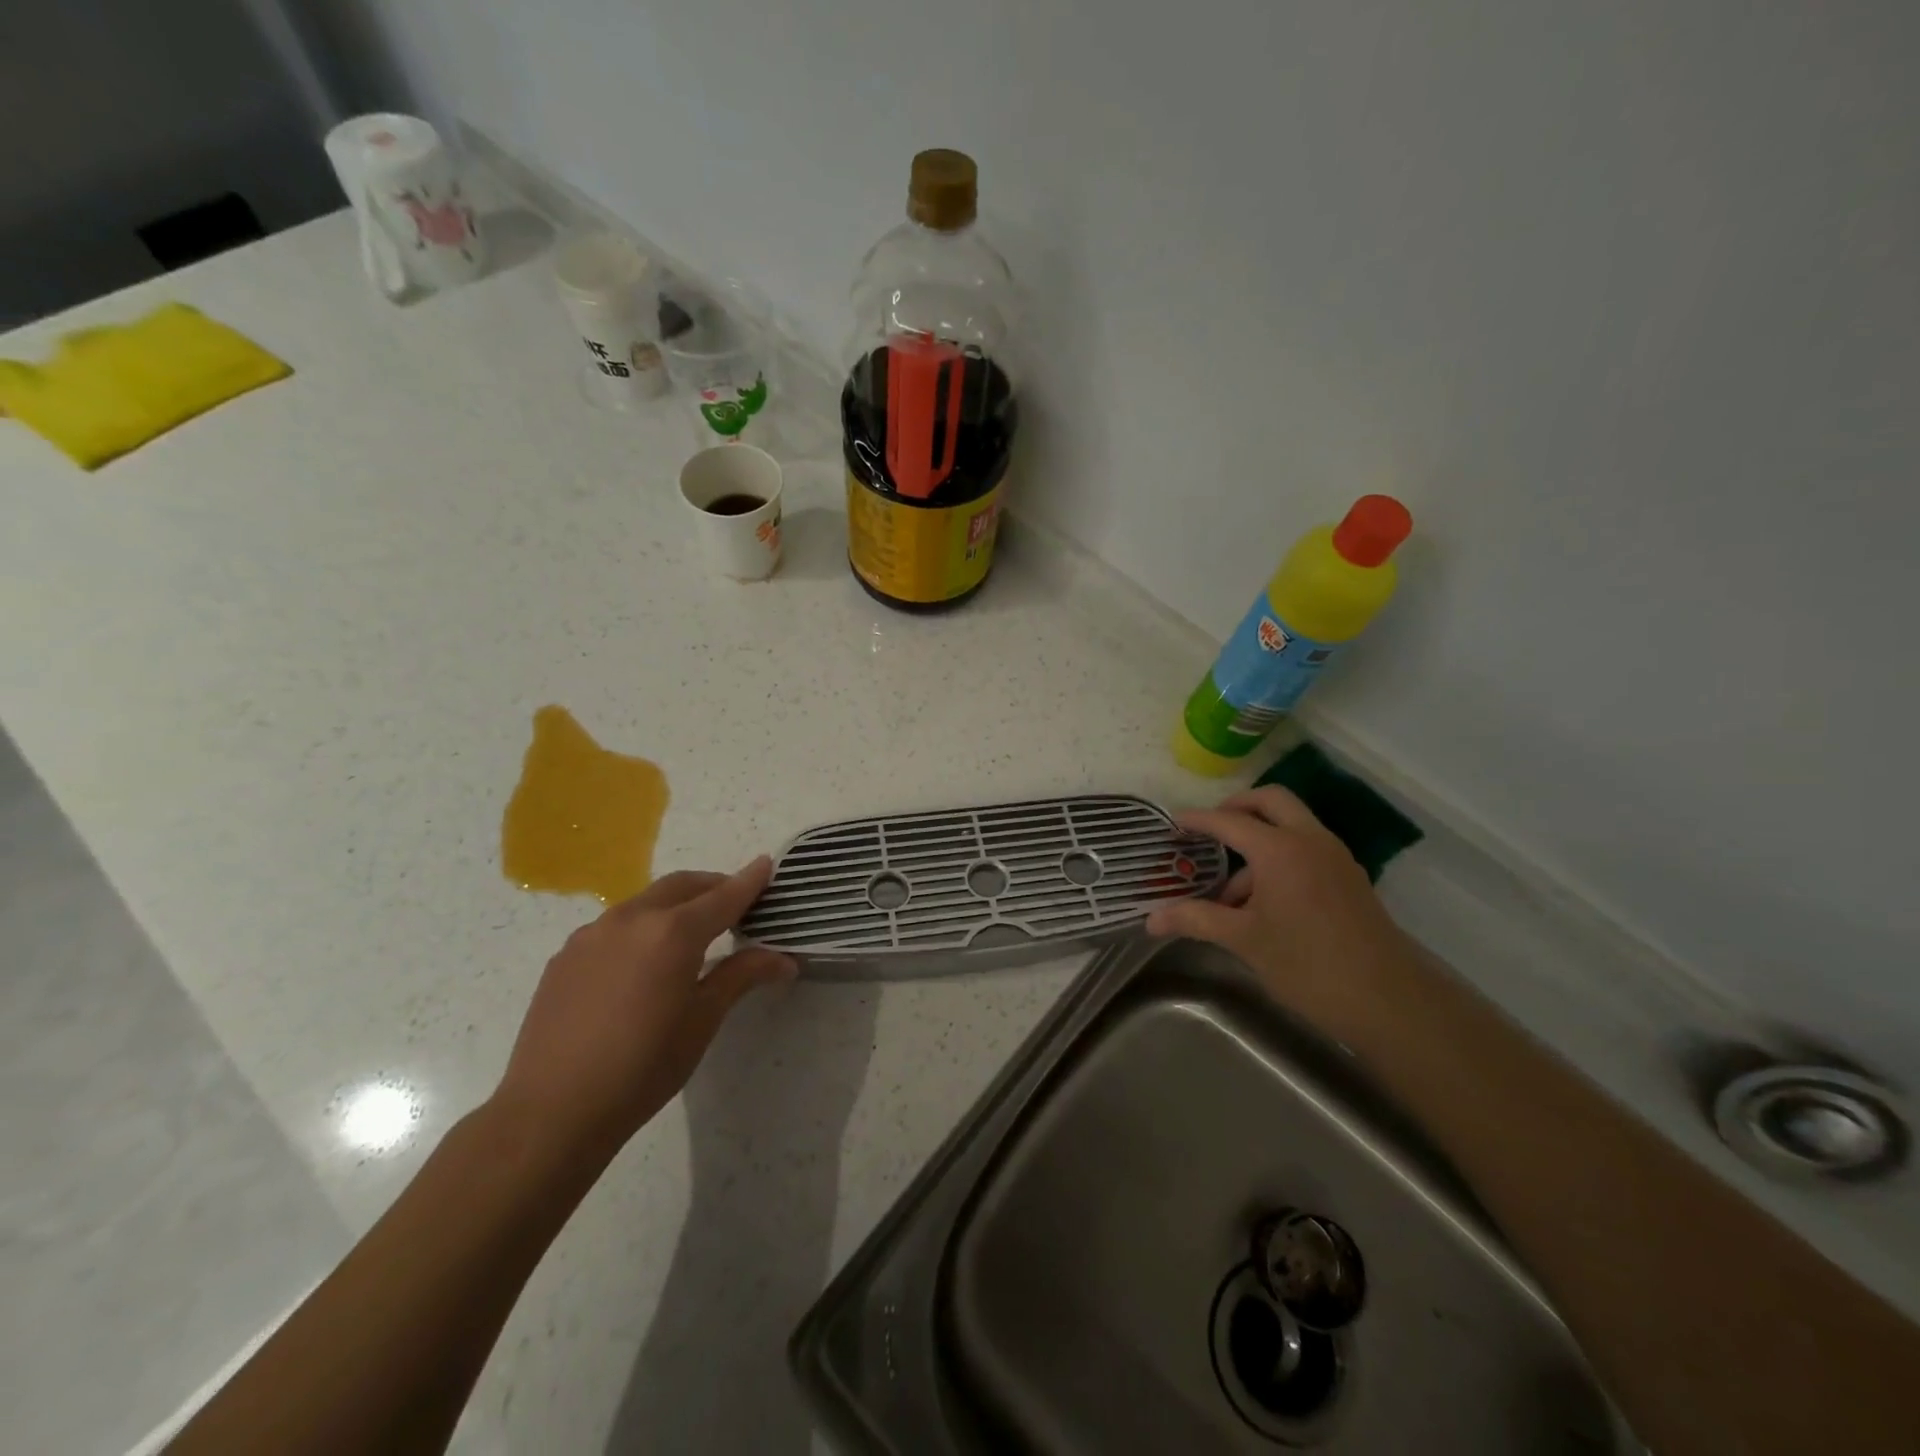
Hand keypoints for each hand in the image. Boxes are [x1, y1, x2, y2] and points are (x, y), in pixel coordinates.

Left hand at [490, 859, 796, 1162]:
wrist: (551, 1111)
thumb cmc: (643, 1067)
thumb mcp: (702, 1020)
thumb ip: (741, 976)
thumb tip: (784, 959)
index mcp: (672, 932)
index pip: (723, 896)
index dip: (749, 881)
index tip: (767, 864)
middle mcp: (632, 919)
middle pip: (682, 886)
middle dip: (713, 886)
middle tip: (736, 903)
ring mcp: (592, 934)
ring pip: (646, 901)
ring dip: (676, 904)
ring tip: (692, 933)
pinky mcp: (566, 955)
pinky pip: (615, 926)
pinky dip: (643, 926)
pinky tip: (643, 963)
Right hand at [1146, 787, 1415, 1036]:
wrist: (1389, 1000)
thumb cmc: (1307, 964)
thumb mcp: (1244, 940)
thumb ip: (1196, 920)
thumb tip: (1151, 920)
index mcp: (1280, 849)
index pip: (1229, 821)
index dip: (1198, 819)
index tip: (1173, 822)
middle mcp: (1309, 840)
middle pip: (1270, 801)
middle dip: (1237, 807)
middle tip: (1210, 829)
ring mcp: (1335, 857)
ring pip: (1291, 825)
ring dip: (1259, 838)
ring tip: (1230, 890)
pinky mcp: (1348, 877)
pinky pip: (1307, 848)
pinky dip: (1280, 857)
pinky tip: (1263, 902)